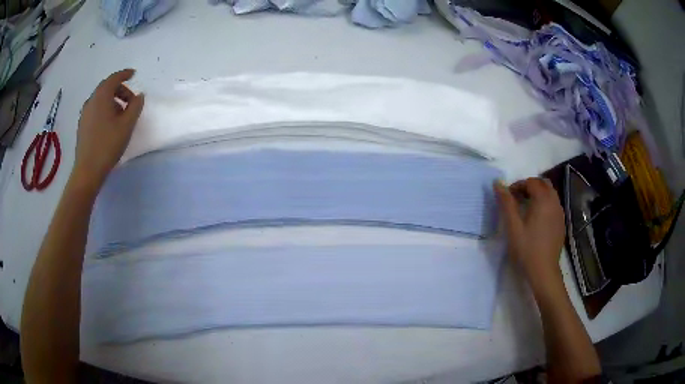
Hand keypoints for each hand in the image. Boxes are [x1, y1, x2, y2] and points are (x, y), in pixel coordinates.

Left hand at [72, 69, 143, 189]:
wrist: (87, 170)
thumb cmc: (108, 145)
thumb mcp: (127, 125)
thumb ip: (135, 106)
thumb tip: (139, 96)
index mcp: (102, 96)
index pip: (114, 78)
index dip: (125, 74)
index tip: (134, 74)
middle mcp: (91, 100)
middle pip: (106, 87)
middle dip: (119, 89)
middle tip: (130, 100)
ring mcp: (84, 113)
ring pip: (100, 99)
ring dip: (112, 100)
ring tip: (121, 114)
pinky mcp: (82, 125)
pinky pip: (95, 109)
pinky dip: (104, 109)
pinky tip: (109, 123)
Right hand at [494, 178, 565, 282]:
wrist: (543, 271)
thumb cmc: (527, 248)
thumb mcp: (513, 226)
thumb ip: (506, 203)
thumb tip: (497, 183)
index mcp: (543, 200)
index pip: (531, 182)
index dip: (518, 185)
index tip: (508, 197)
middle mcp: (554, 202)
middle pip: (543, 184)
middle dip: (529, 187)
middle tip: (517, 199)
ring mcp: (560, 213)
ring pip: (550, 194)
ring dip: (538, 194)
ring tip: (526, 208)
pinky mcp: (561, 223)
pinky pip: (554, 205)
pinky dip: (545, 204)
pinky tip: (537, 219)